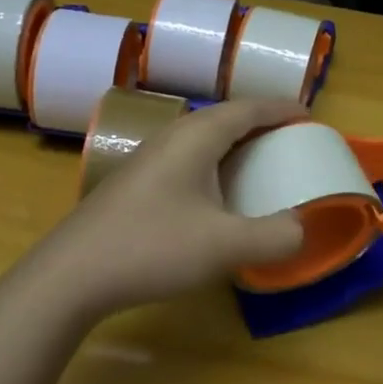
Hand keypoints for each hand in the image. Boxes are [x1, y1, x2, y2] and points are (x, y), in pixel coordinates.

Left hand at [37, 99, 308, 317]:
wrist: (72, 274)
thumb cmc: (153, 248)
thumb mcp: (225, 246)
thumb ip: (274, 236)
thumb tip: (302, 228)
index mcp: (197, 137)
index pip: (248, 108)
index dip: (282, 110)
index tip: (310, 116)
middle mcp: (172, 137)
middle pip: (225, 118)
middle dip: (261, 125)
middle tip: (290, 141)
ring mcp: (148, 159)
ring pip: (202, 139)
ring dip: (234, 145)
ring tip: (259, 163)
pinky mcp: (135, 183)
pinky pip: (186, 159)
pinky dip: (214, 165)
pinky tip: (215, 195)